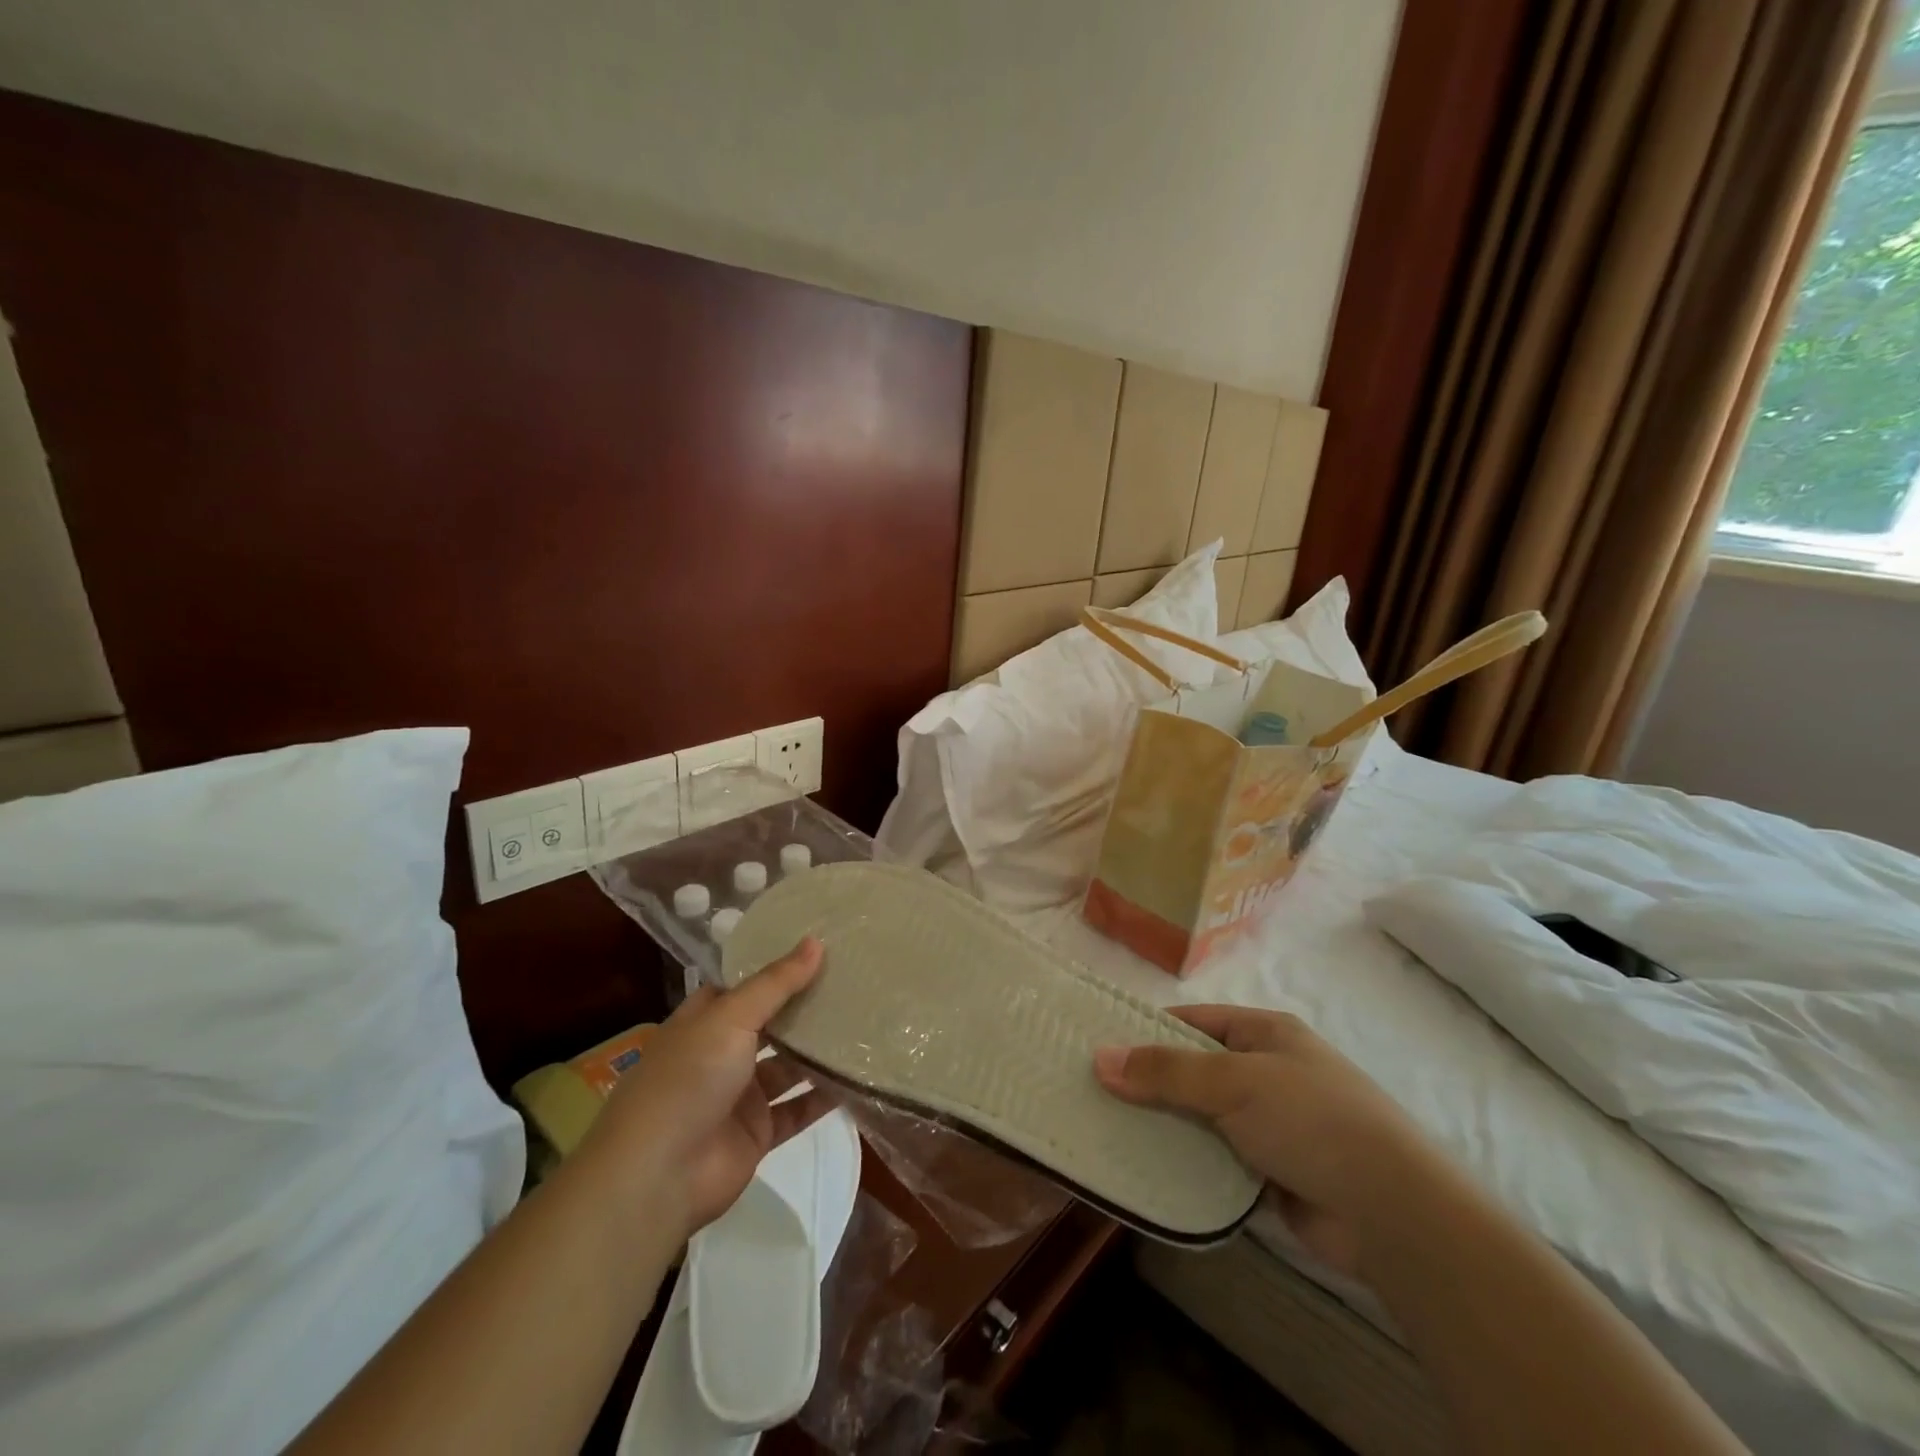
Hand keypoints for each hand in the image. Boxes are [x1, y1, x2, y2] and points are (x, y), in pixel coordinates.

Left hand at [576, 938, 834, 1242]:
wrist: (658, 1176)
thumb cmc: (688, 1079)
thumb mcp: (731, 1017)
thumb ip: (776, 983)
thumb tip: (816, 941)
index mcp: (704, 1022)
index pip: (742, 988)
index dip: (775, 971)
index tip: (818, 951)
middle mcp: (720, 1055)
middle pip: (769, 1026)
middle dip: (804, 1009)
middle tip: (853, 983)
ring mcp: (739, 1096)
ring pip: (787, 1067)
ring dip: (818, 1051)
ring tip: (863, 1025)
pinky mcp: (757, 1134)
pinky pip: (797, 1109)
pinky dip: (823, 1097)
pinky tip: (857, 1078)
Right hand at [1094, 1006, 1438, 1273]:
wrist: (1393, 1213)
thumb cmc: (1311, 1120)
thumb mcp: (1234, 1082)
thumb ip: (1167, 1071)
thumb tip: (1100, 1058)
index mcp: (1264, 1033)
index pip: (1193, 1021)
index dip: (1147, 1031)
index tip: (1101, 1048)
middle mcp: (1267, 1072)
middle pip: (1194, 1071)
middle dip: (1150, 1082)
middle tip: (1094, 1093)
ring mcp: (1271, 1124)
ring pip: (1202, 1118)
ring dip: (1166, 1125)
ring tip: (1107, 1130)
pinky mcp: (1272, 1172)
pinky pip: (1216, 1159)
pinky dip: (1187, 1163)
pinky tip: (1147, 1169)